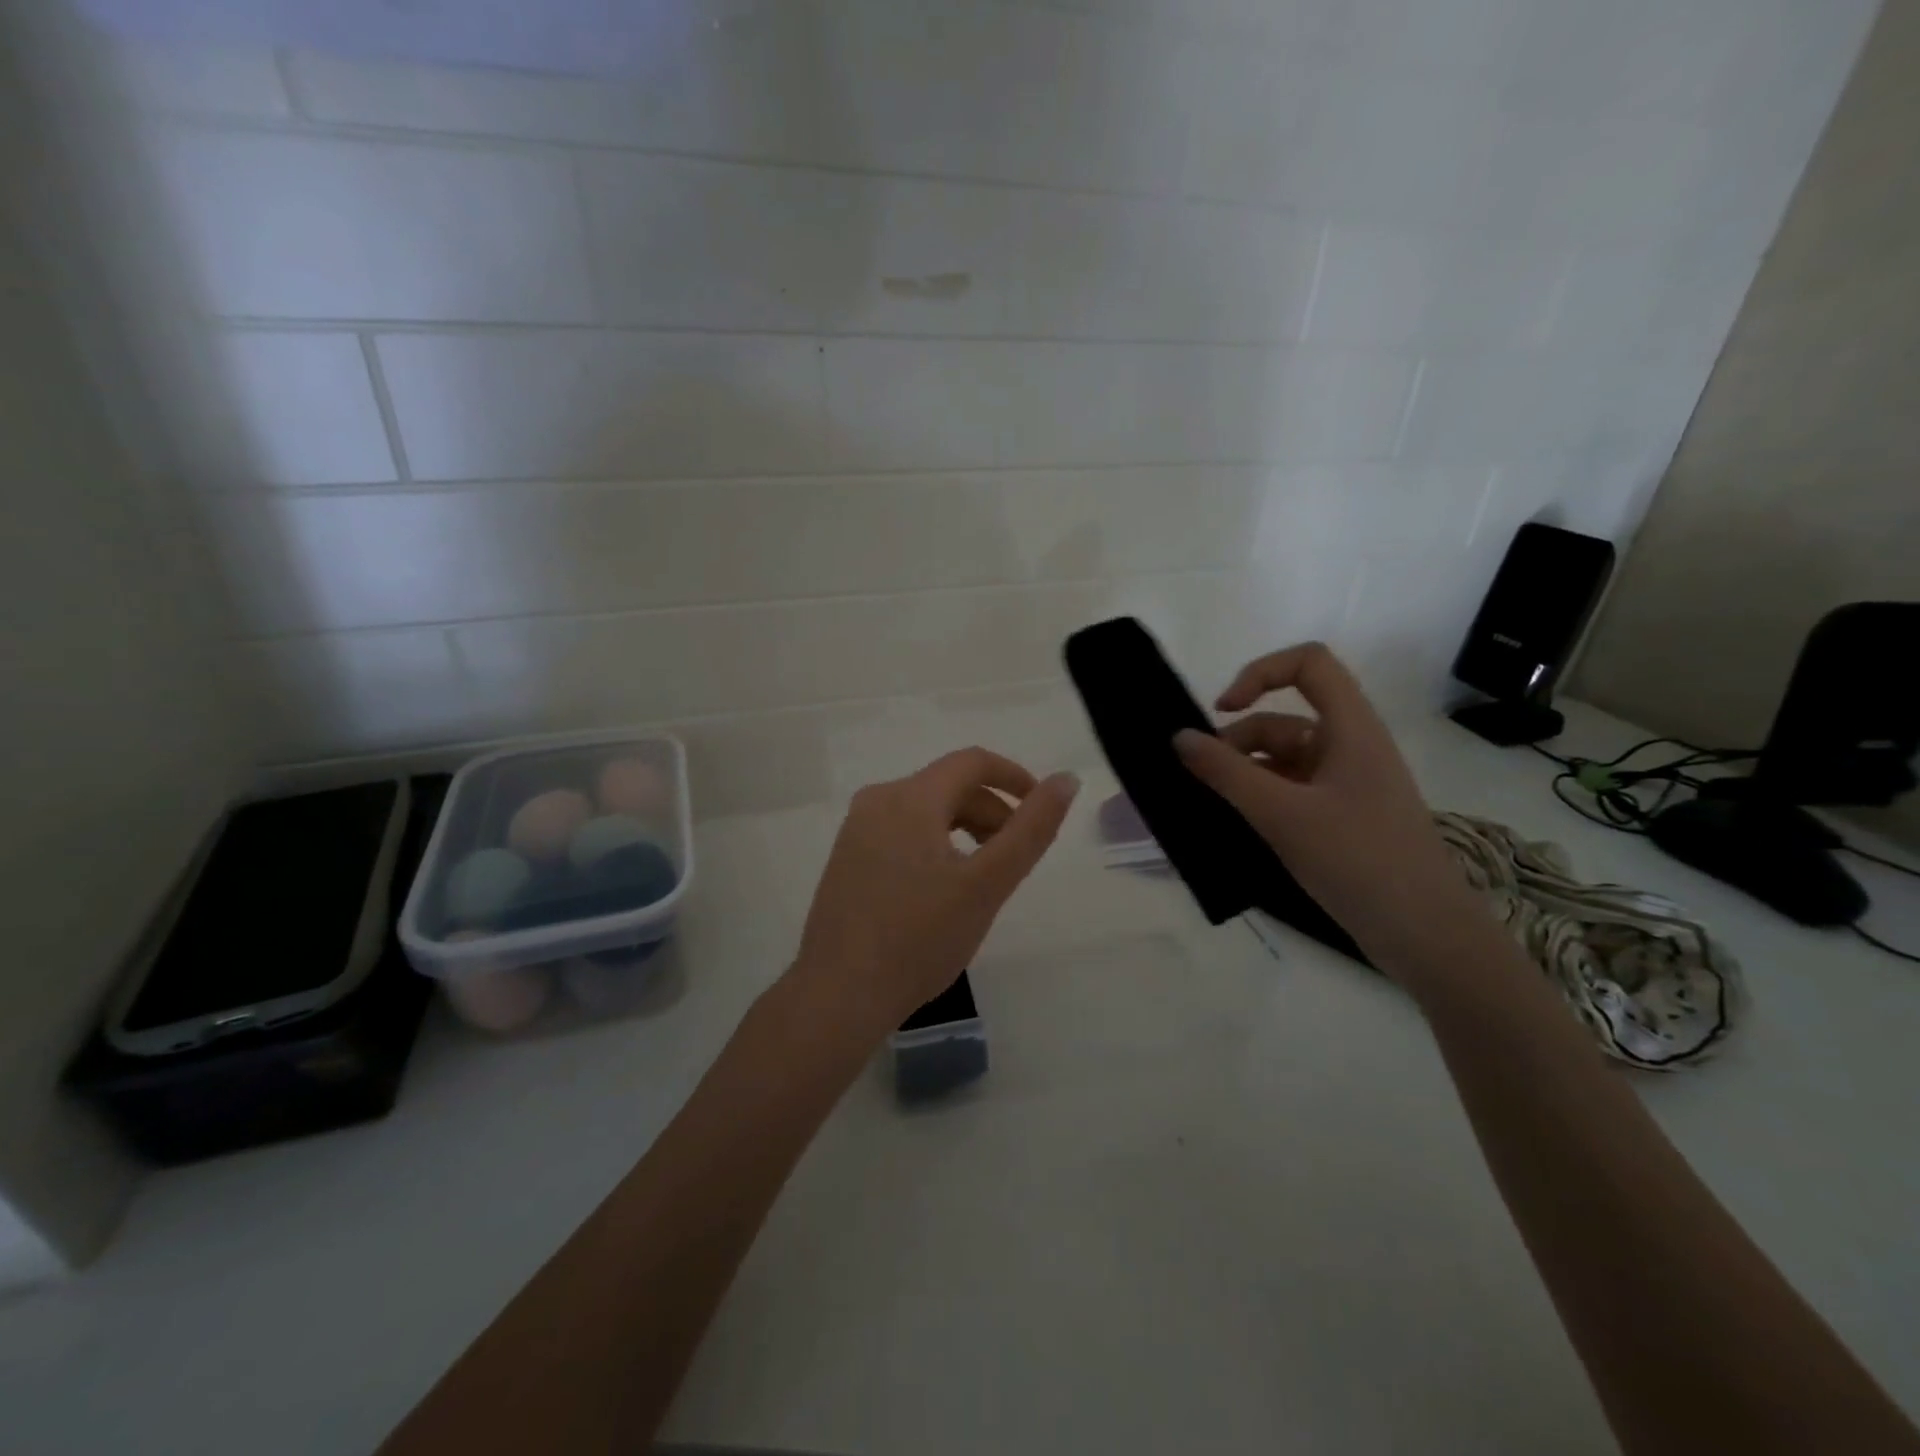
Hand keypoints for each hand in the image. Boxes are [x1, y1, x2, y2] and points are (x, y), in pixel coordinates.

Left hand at [786, 748, 1078, 1037]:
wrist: (840, 994)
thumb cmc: (920, 938)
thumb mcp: (987, 883)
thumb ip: (1031, 829)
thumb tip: (1066, 779)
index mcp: (910, 797)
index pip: (972, 762)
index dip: (1014, 777)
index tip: (1041, 808)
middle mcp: (877, 800)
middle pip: (948, 786)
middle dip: (991, 811)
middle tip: (1017, 857)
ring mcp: (856, 830)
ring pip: (925, 811)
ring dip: (965, 828)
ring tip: (985, 875)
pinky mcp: (847, 858)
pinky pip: (901, 832)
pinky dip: (935, 844)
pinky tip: (943, 888)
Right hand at [1173, 643, 1485, 969]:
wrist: (1425, 936)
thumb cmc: (1358, 860)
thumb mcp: (1282, 814)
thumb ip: (1226, 773)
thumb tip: (1179, 738)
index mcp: (1349, 729)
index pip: (1308, 663)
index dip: (1260, 673)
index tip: (1222, 712)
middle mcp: (1349, 747)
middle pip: (1283, 720)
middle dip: (1237, 742)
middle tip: (1199, 779)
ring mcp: (1346, 785)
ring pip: (1282, 760)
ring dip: (1244, 774)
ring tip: (1211, 807)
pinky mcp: (1341, 819)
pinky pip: (1291, 792)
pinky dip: (1260, 800)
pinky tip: (1235, 825)